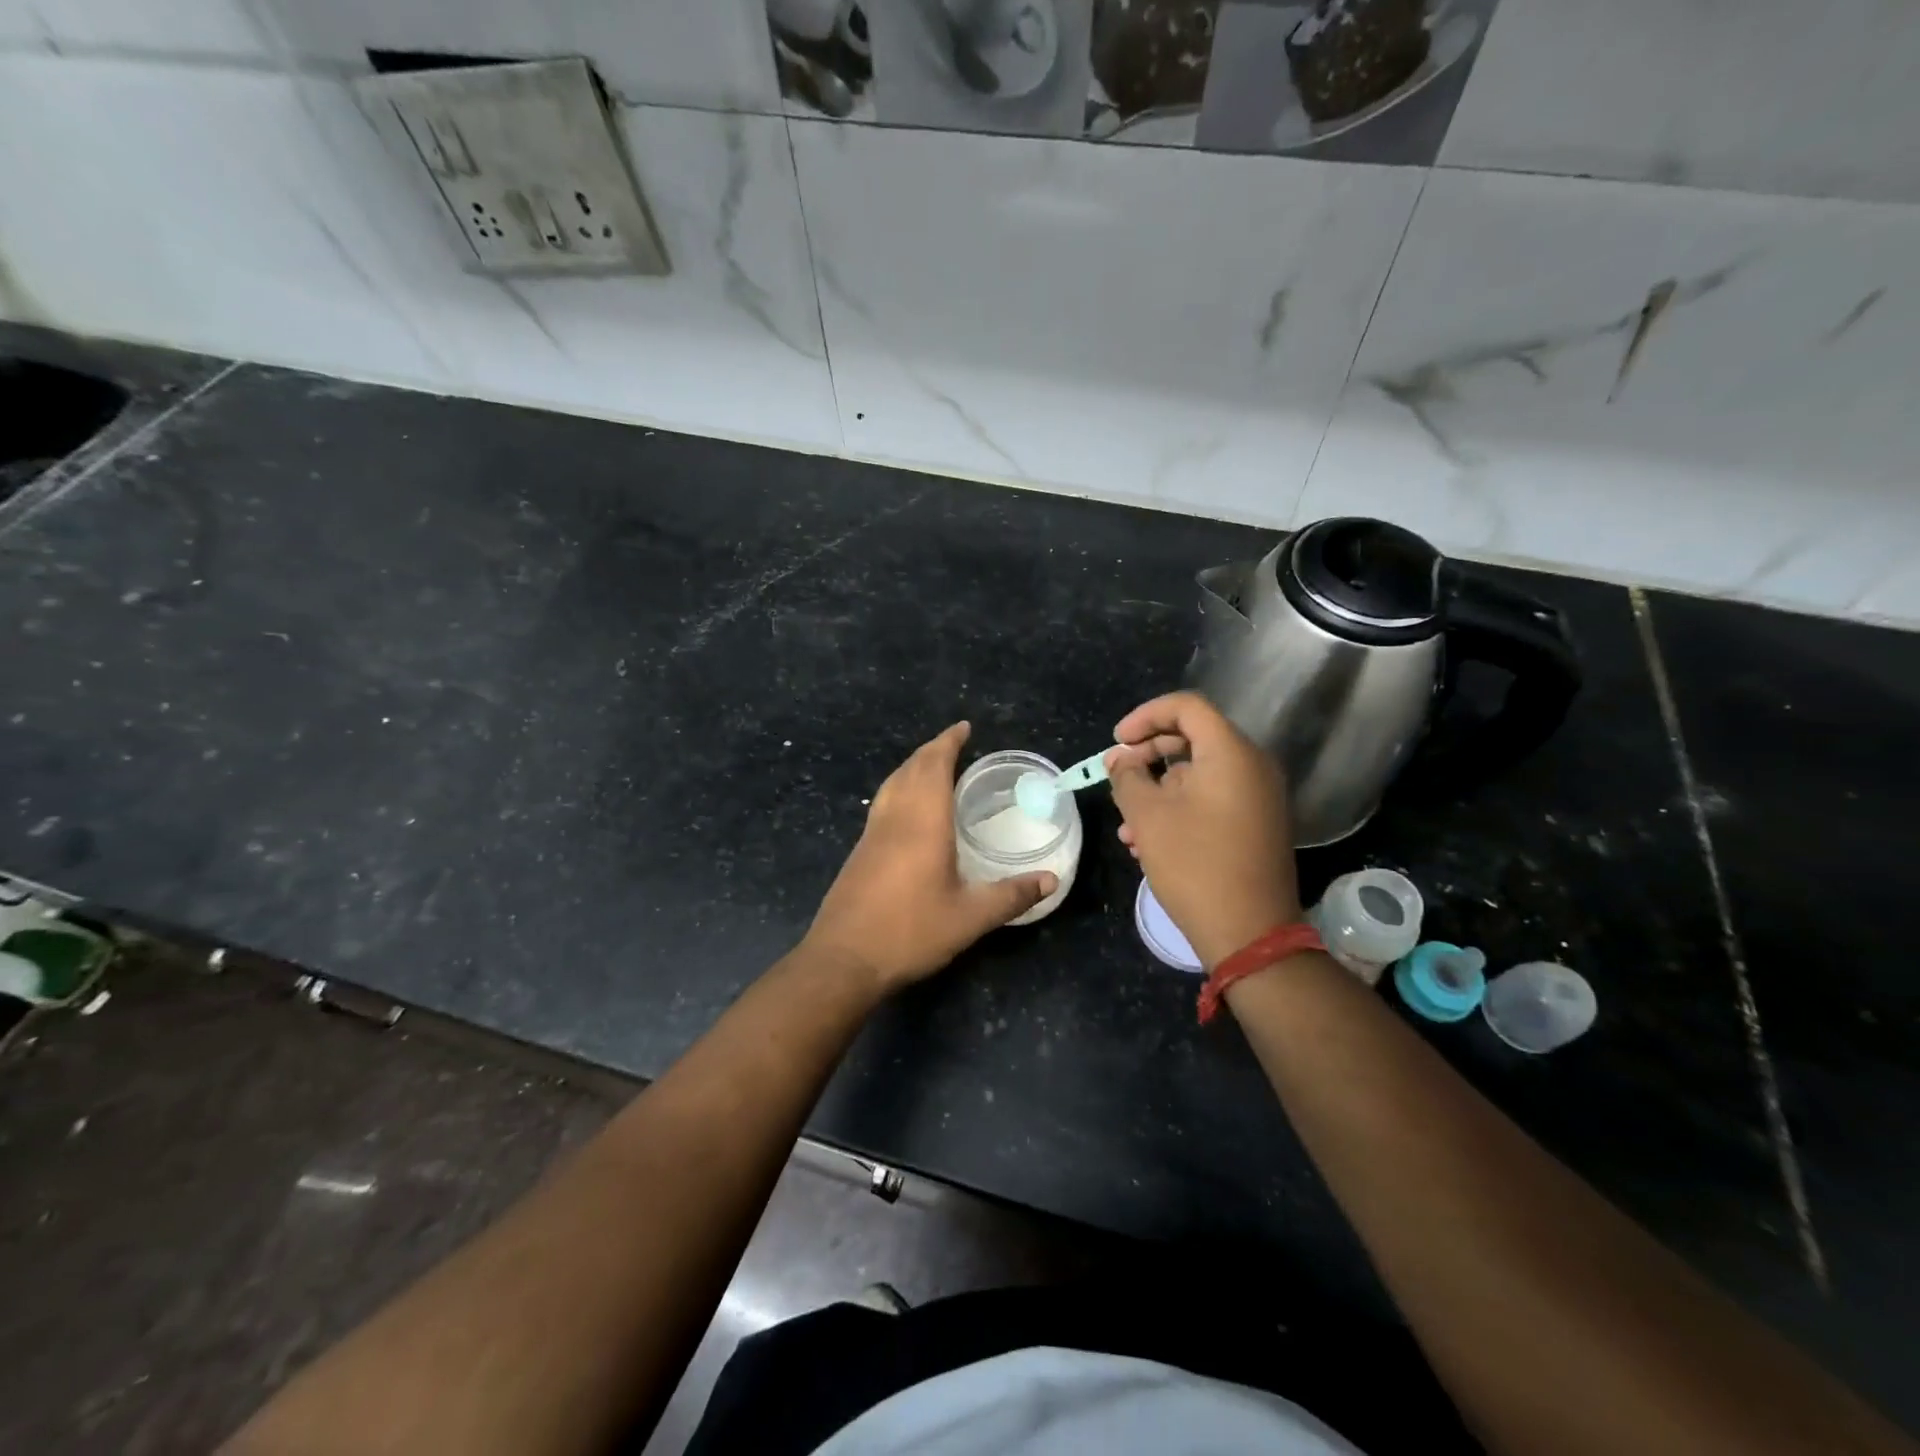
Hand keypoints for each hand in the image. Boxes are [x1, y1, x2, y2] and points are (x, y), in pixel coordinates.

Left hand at [804, 723, 1057, 994]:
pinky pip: (883, 803)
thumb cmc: (909, 932)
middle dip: (932, 750)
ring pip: (892, 784)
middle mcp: (894, 818)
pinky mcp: (860, 851)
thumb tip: (1050, 880)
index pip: (934, 766)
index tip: (964, 728)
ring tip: (933, 768)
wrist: (843, 959)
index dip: (948, 742)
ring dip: (913, 767)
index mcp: (922, 822)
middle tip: (955, 744)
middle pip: (910, 768)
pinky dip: (900, 789)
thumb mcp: (969, 918)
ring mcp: (872, 834)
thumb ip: (1010, 896)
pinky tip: (909, 811)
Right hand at [1105, 691, 1300, 968]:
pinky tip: (1149, 841)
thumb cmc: (1194, 864)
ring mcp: (1260, 797)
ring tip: (1127, 825)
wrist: (1249, 932)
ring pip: (1199, 775)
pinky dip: (1181, 808)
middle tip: (1118, 775)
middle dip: (1148, 755)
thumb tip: (1120, 758)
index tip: (1117, 742)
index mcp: (1231, 753)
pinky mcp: (1258, 824)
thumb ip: (1128, 777)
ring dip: (1159, 790)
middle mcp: (1253, 766)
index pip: (1186, 707)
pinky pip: (1214, 799)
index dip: (1145, 716)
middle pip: (1194, 738)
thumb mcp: (1147, 816)